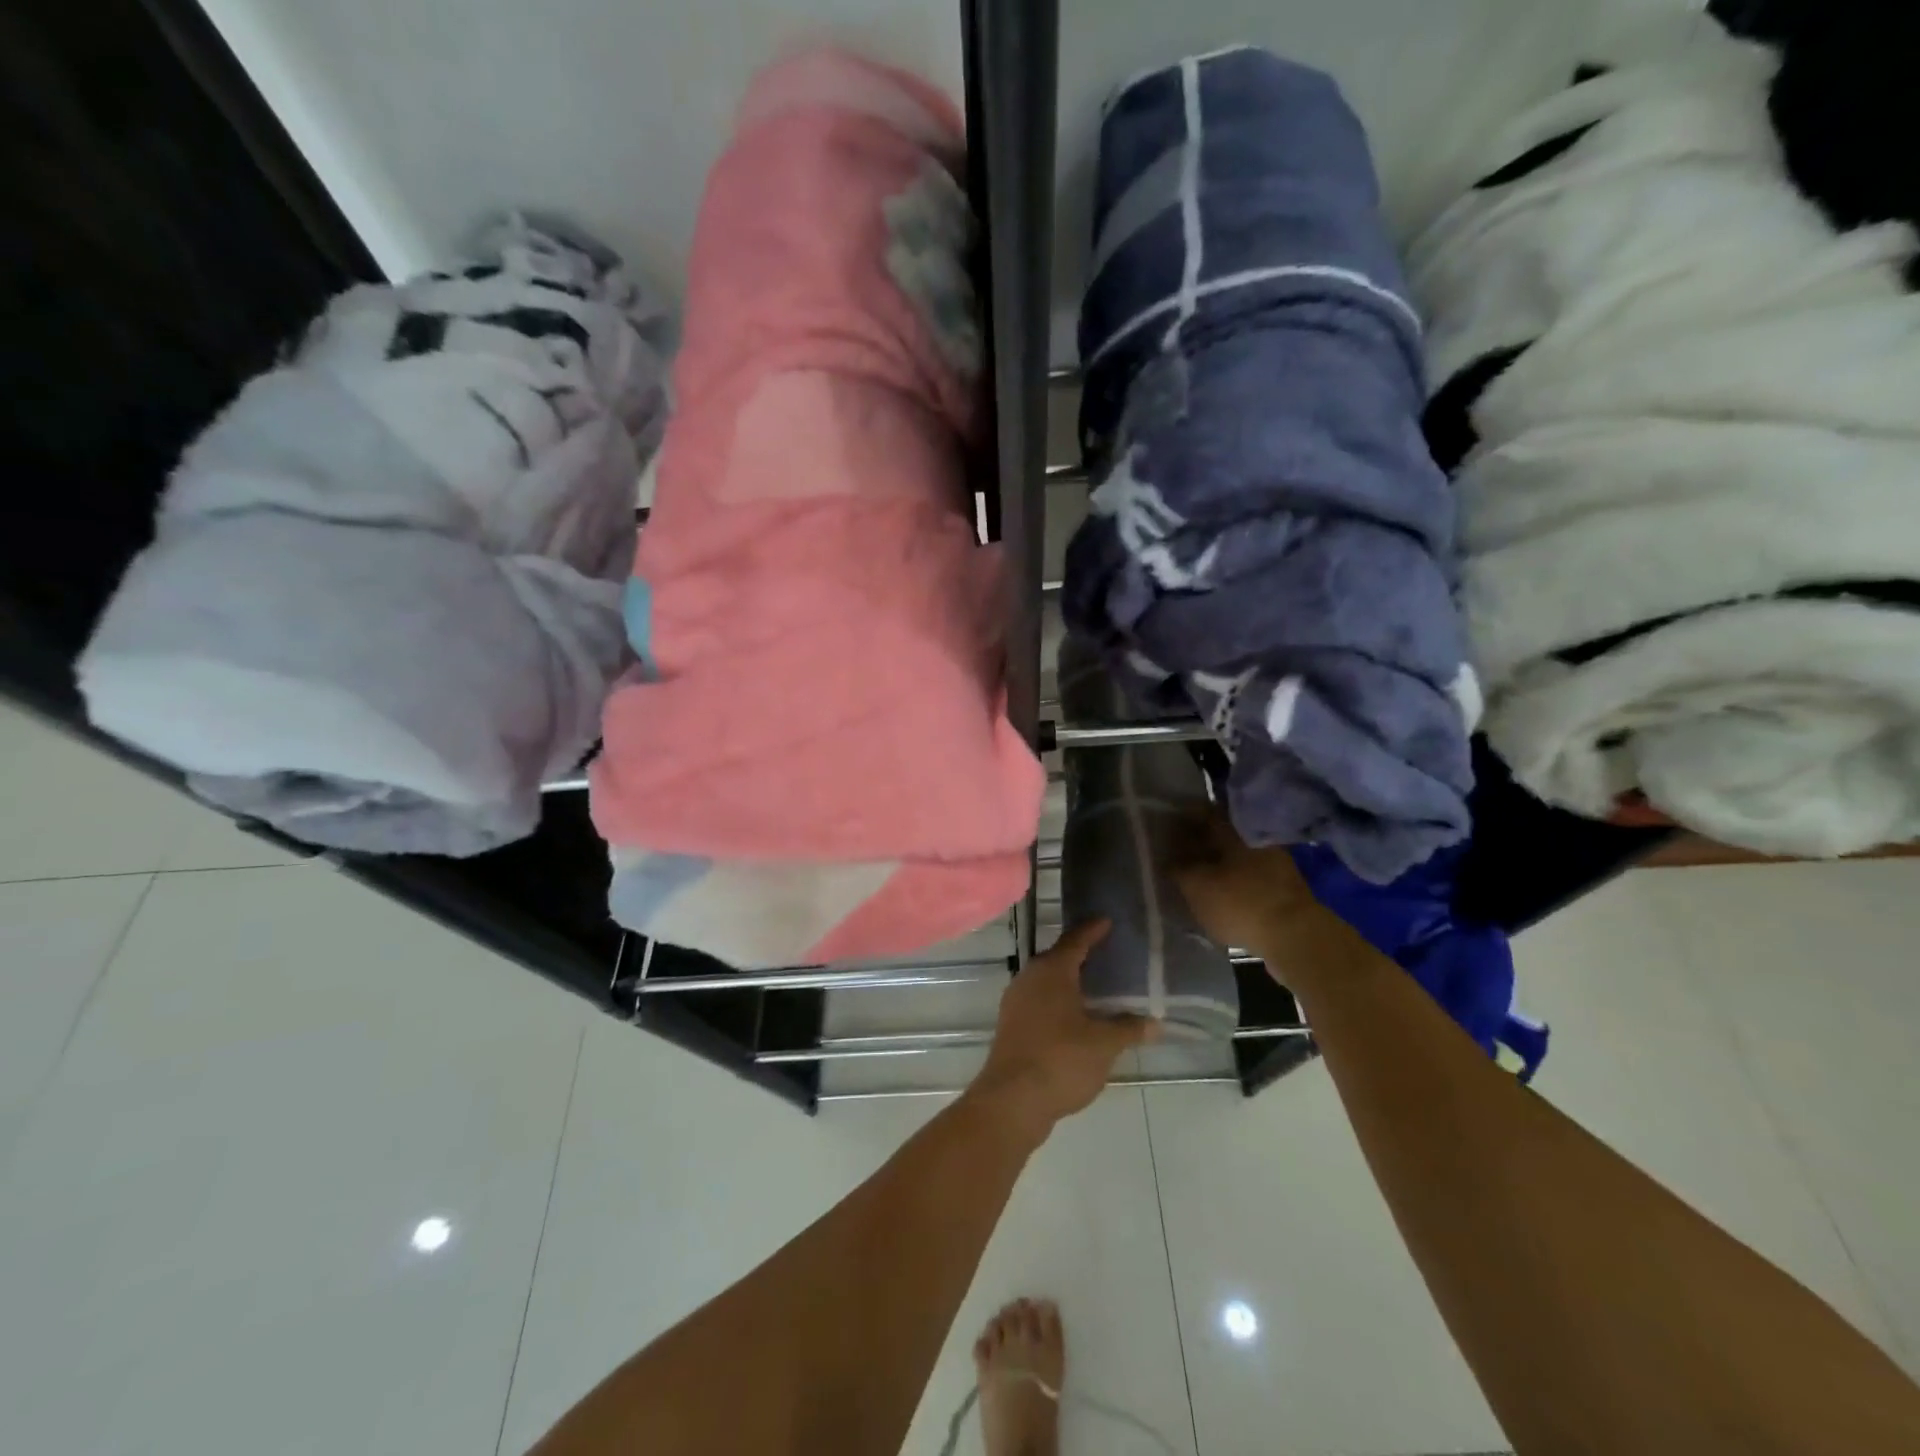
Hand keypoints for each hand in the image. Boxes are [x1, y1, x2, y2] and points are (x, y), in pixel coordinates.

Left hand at [969, 921, 1159, 1134]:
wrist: (1012, 1100)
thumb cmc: (1061, 1060)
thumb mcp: (1103, 1044)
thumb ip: (1129, 1029)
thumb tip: (1156, 1023)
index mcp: (1052, 970)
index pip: (1076, 940)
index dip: (1093, 930)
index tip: (1107, 920)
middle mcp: (1030, 977)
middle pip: (1059, 958)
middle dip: (1082, 955)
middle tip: (1108, 954)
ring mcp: (1016, 1001)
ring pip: (1047, 981)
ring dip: (1069, 981)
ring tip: (1096, 986)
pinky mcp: (1011, 1025)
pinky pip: (1039, 1001)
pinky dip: (1058, 1001)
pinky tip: (1076, 1017)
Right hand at [1173, 808, 1335, 984]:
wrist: (1295, 938)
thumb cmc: (1240, 903)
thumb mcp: (1196, 886)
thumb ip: (1179, 869)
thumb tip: (1171, 860)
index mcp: (1234, 829)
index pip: (1202, 813)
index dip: (1181, 820)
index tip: (1165, 829)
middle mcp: (1255, 838)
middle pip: (1220, 835)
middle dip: (1198, 843)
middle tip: (1176, 855)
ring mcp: (1273, 863)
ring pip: (1235, 856)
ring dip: (1215, 864)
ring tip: (1194, 878)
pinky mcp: (1282, 888)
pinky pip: (1248, 876)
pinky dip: (1231, 881)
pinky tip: (1218, 895)